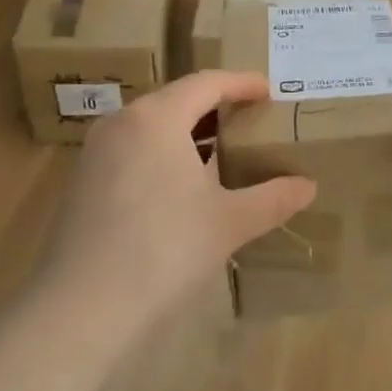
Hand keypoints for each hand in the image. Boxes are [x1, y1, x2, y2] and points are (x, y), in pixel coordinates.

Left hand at [34, 71, 315, 348]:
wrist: (82, 307)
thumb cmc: (164, 249)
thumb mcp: (229, 222)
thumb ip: (272, 198)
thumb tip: (308, 187)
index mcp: (157, 117)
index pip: (207, 83)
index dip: (241, 83)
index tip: (269, 90)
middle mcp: (122, 122)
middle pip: (176, 99)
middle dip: (216, 106)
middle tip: (251, 121)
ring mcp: (96, 151)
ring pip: (151, 125)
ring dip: (188, 132)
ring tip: (222, 152)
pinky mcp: (82, 181)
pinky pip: (132, 149)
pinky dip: (163, 153)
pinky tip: (182, 185)